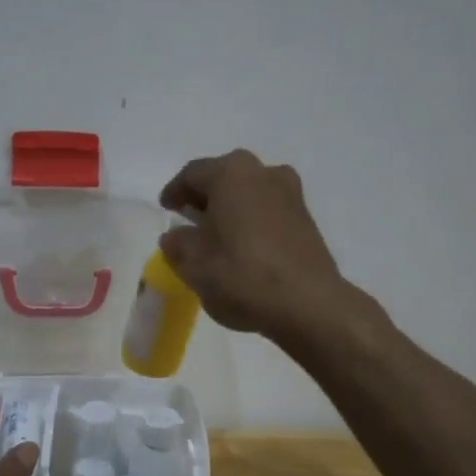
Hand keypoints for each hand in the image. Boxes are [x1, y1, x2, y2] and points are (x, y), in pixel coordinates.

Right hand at [158, 149, 348, 340]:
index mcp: (231, 173)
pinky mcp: (306, 218)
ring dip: (231, 208)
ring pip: (249, 192)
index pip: (192, 174)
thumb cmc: (242, 275)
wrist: (309, 303)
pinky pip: (268, 209)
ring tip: (217, 234)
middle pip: (224, 177)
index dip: (174, 191)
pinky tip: (243, 245)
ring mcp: (290, 193)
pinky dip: (251, 220)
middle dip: (205, 196)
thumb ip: (178, 244)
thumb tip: (176, 236)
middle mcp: (263, 172)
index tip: (166, 208)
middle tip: (189, 218)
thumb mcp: (194, 264)